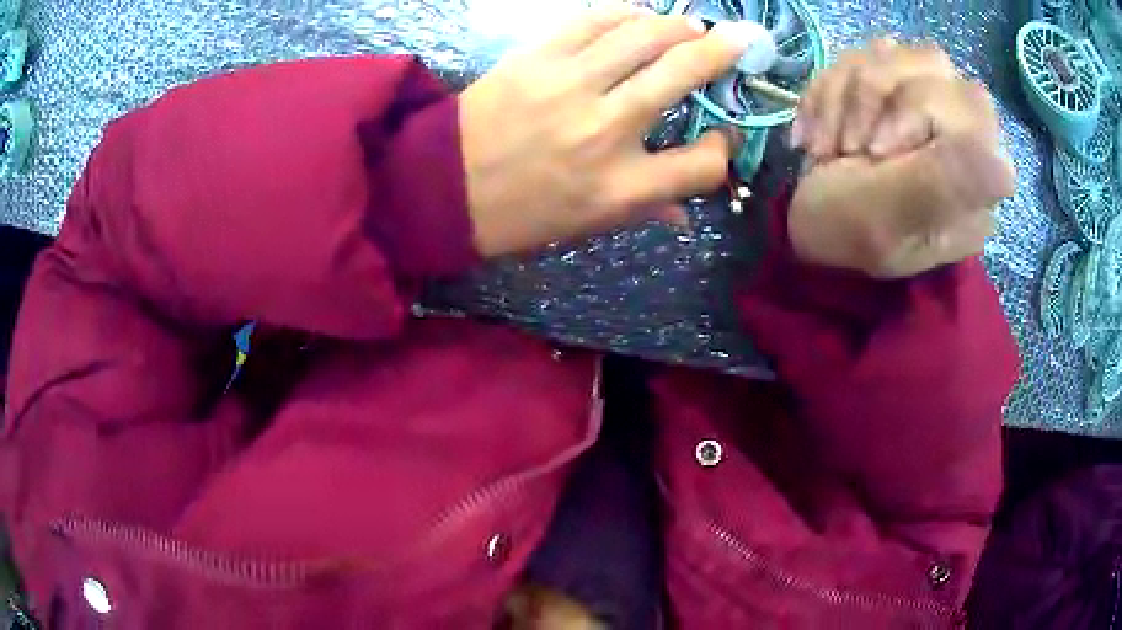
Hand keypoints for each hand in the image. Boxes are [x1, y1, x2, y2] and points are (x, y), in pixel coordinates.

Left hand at [460, 6, 753, 256]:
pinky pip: (593, 20)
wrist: (444, 188)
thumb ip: (647, 209)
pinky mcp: (536, 58)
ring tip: (692, 25)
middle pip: (682, 74)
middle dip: (723, 50)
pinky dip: (625, 13)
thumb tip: (687, 208)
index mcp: (622, 188)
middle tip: (742, 36)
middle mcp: (605, 130)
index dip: (722, 149)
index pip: (703, 164)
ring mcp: (569, 86)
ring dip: (678, 24)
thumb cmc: (521, 215)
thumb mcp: (590, 227)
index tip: (719, 138)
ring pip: (643, 35)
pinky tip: (639, 17)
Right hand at [787, 41, 1014, 277]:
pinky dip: (831, 86)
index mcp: (976, 184)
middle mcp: (962, 139)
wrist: (803, 220)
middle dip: (874, 97)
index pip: (970, 105)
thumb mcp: (888, 218)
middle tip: (850, 148)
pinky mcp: (898, 91)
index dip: (915, 110)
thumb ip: (942, 186)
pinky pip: (864, 56)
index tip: (874, 153)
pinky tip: (822, 127)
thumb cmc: (845, 230)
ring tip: (831, 143)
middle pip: (931, 65)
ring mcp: (929, 107)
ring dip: (847, 92)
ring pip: (895, 52)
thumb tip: (1005, 169)